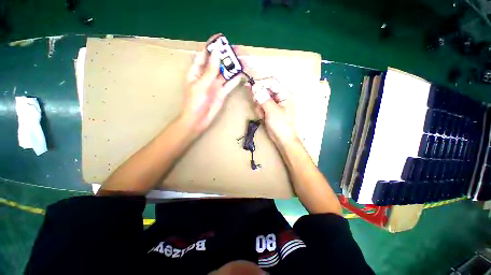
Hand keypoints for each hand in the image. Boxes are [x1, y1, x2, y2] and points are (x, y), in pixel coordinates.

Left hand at [181, 47, 240, 132]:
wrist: (199, 120)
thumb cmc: (195, 102)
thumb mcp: (201, 84)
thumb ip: (210, 70)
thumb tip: (217, 53)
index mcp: (197, 72)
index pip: (204, 55)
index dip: (212, 46)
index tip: (221, 39)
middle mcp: (207, 76)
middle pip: (217, 63)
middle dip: (226, 56)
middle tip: (237, 49)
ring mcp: (215, 85)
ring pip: (225, 73)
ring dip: (233, 68)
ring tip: (242, 60)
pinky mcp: (222, 93)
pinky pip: (229, 84)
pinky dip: (234, 80)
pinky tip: (241, 74)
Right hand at [250, 78, 297, 147]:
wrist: (282, 139)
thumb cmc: (281, 125)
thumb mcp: (272, 111)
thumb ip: (263, 98)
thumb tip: (255, 87)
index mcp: (284, 94)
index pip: (271, 82)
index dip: (260, 83)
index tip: (249, 86)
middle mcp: (280, 96)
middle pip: (265, 89)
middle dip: (259, 97)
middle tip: (256, 103)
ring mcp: (274, 102)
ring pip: (261, 97)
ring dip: (259, 105)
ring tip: (262, 114)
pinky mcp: (269, 108)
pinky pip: (261, 104)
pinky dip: (260, 110)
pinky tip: (263, 116)